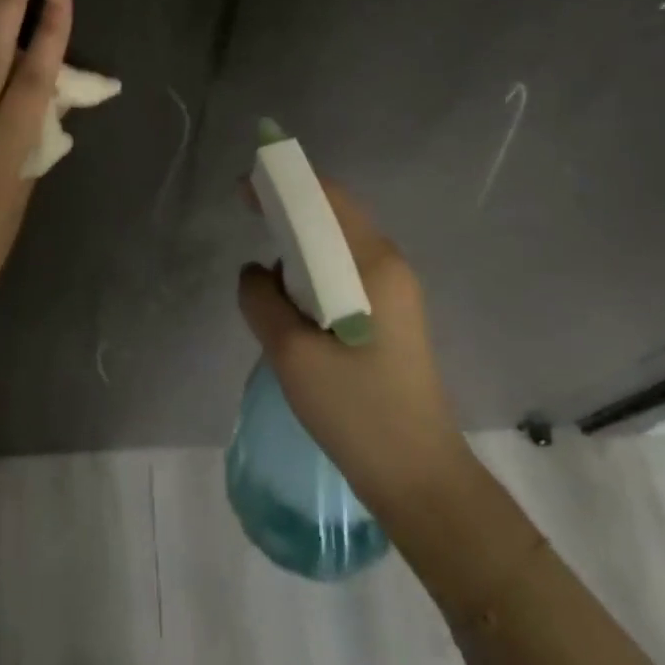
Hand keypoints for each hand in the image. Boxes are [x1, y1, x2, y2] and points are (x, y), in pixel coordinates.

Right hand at [237, 182, 468, 519]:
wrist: (420, 480)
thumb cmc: (358, 411)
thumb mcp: (292, 354)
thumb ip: (261, 300)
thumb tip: (255, 273)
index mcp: (374, 264)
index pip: (327, 198)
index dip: (284, 184)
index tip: (244, 189)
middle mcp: (389, 266)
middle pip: (334, 217)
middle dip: (289, 212)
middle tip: (249, 221)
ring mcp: (395, 293)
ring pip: (337, 248)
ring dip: (300, 249)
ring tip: (269, 278)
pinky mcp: (391, 318)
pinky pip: (345, 275)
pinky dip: (313, 275)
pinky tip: (293, 307)